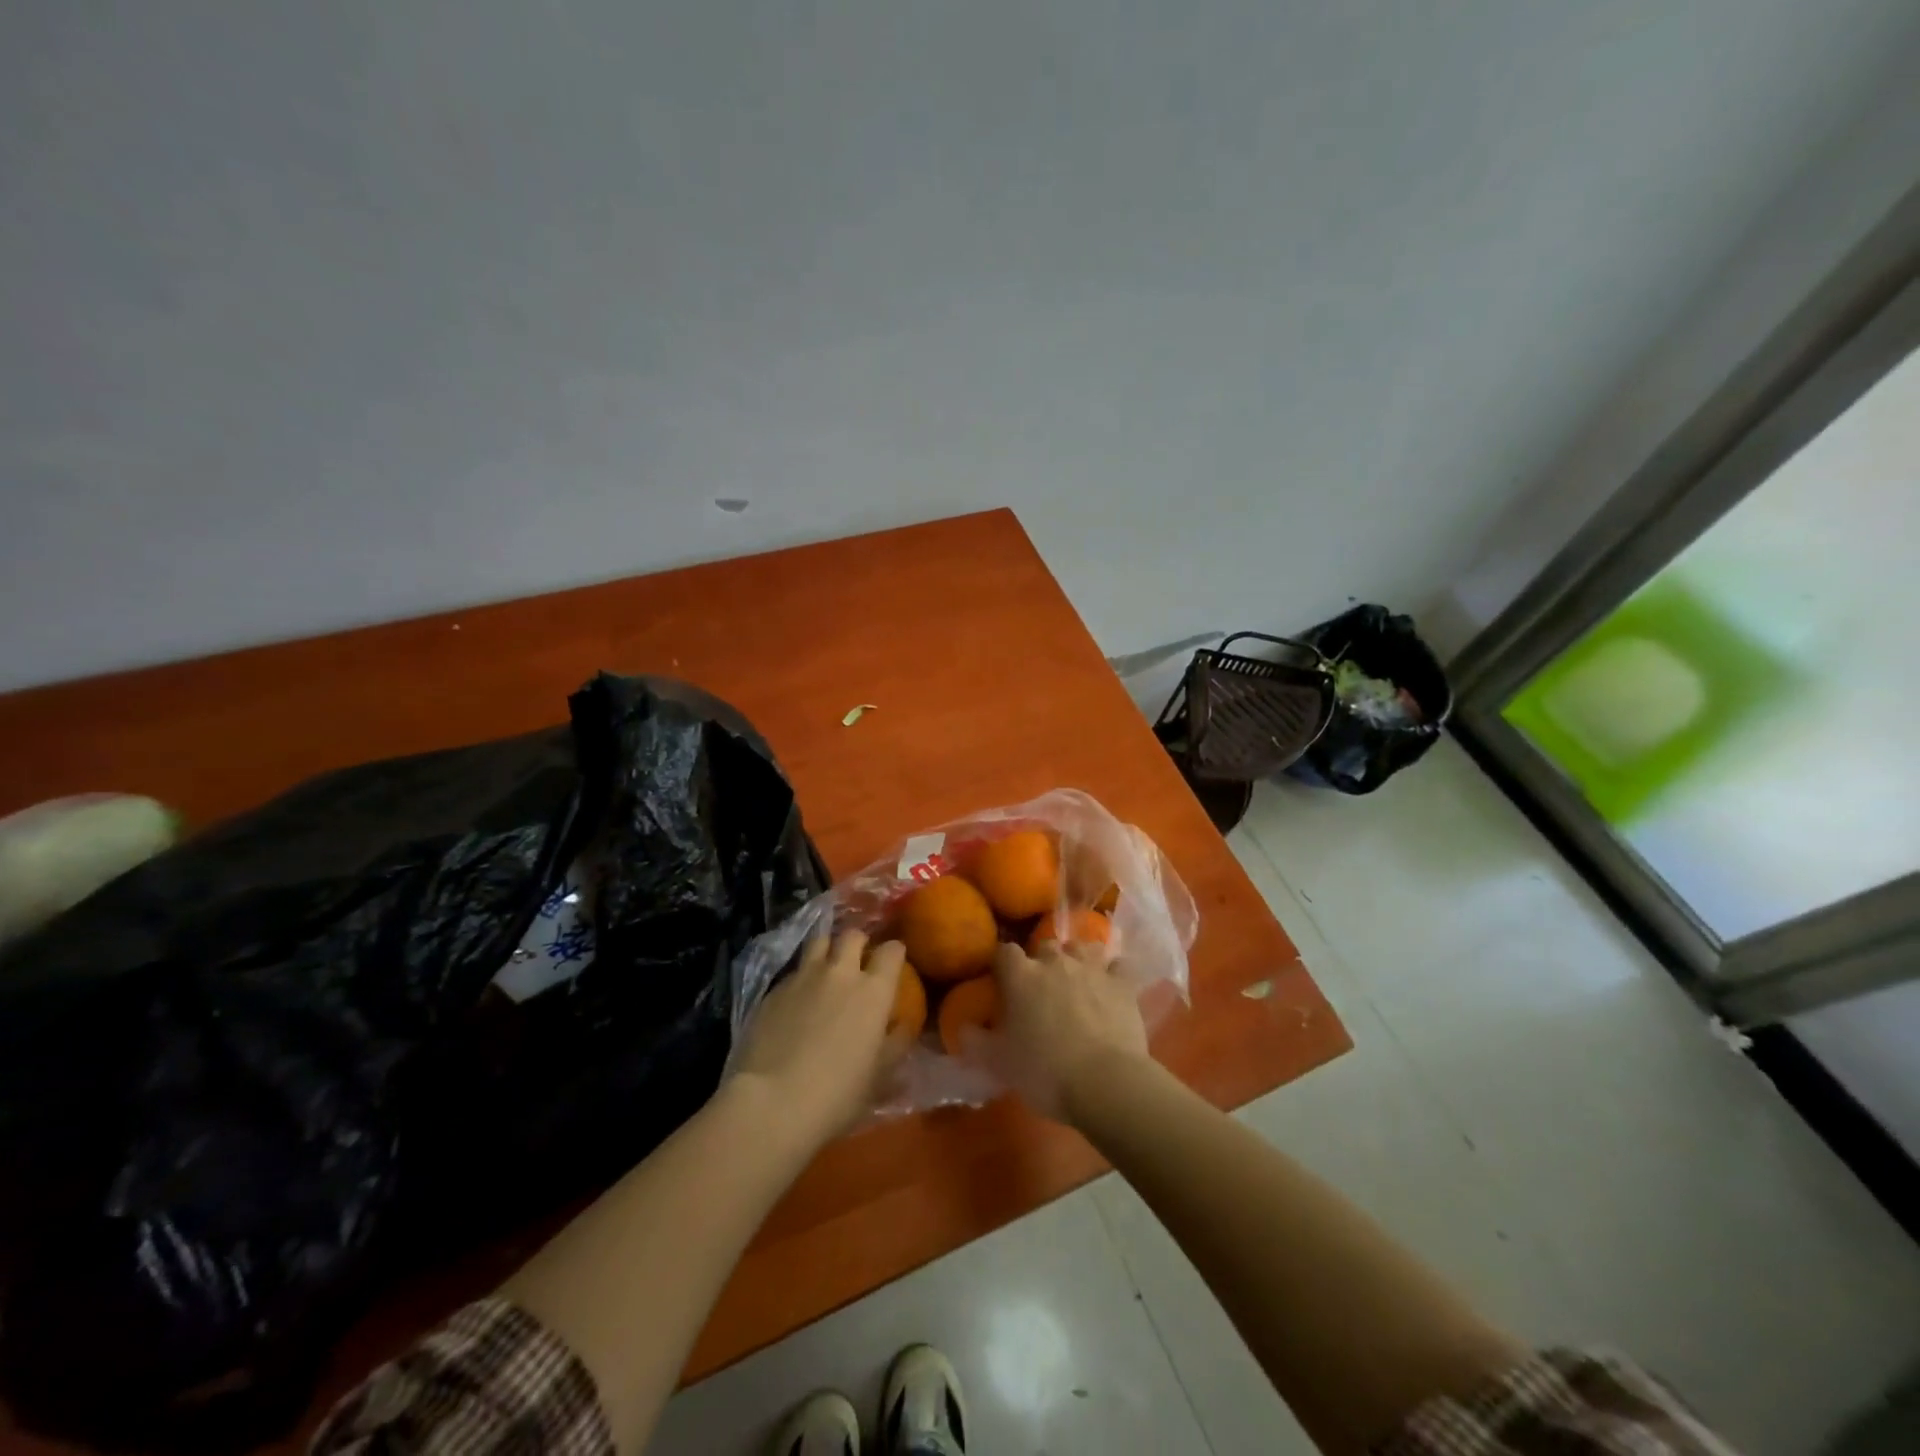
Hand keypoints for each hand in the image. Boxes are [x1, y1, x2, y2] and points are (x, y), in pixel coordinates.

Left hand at [728, 931, 903, 1148]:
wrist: (772, 1101)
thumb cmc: (837, 1094)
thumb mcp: (879, 1077)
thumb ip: (895, 1045)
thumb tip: (903, 1026)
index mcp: (873, 991)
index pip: (892, 951)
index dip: (895, 952)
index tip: (894, 961)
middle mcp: (840, 973)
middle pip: (852, 936)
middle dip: (859, 942)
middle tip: (858, 959)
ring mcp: (804, 977)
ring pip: (819, 941)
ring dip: (827, 949)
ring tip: (826, 967)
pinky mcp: (774, 989)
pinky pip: (794, 970)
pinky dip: (801, 977)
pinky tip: (796, 999)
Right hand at [986, 939, 1150, 1123]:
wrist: (1104, 1083)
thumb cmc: (1044, 1072)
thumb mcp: (999, 1064)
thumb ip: (977, 1041)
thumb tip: (964, 1028)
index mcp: (1021, 976)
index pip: (1004, 952)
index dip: (1003, 964)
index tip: (1003, 981)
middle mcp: (1055, 962)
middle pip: (1045, 945)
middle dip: (1043, 961)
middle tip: (1043, 989)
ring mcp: (1092, 969)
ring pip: (1082, 947)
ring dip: (1078, 959)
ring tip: (1078, 980)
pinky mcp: (1122, 983)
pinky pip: (1118, 965)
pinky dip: (1114, 973)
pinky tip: (1112, 986)